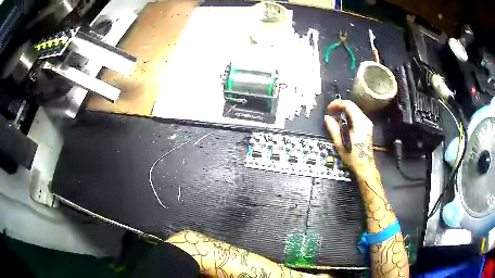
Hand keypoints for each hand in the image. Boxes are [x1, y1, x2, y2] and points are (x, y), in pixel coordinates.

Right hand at [324, 99, 374, 174]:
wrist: (365, 166)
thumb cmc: (353, 156)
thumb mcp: (340, 143)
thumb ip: (333, 128)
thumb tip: (327, 117)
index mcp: (360, 123)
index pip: (348, 105)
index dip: (337, 104)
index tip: (328, 109)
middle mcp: (365, 120)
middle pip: (352, 106)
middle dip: (339, 107)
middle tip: (330, 113)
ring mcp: (367, 123)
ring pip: (354, 110)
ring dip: (344, 112)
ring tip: (335, 119)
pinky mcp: (367, 127)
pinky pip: (357, 116)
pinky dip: (348, 116)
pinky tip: (342, 123)